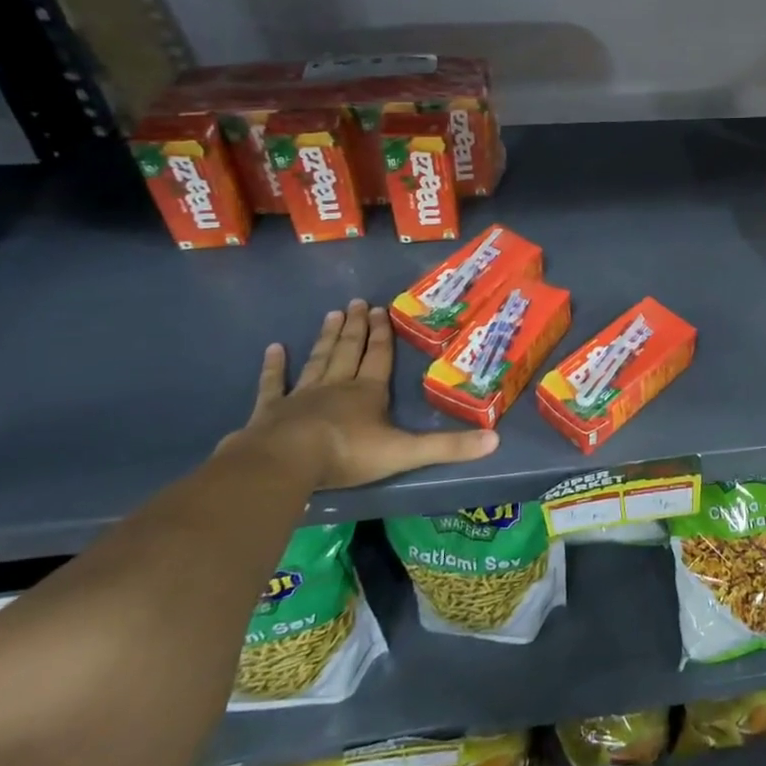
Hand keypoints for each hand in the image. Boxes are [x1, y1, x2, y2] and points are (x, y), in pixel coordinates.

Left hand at [240, 300, 497, 488]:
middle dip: (356, 327)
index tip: (380, 309)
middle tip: (356, 302)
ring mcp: (302, 395)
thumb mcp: (405, 452)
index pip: (379, 357)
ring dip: (326, 338)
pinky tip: (274, 349)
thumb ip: (448, 447)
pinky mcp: (270, 411)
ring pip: (318, 359)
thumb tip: (495, 439)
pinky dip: (274, 366)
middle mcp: (337, 386)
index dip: (382, 334)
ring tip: (332, 314)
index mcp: (368, 392)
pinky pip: (273, 384)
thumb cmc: (347, 454)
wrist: (285, 463)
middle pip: (349, 350)